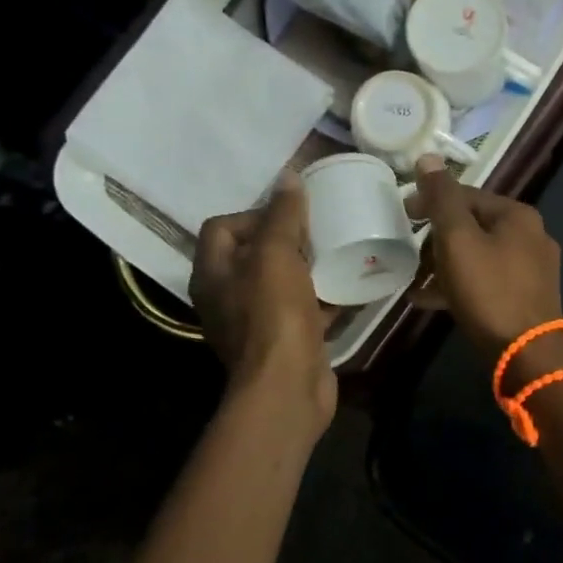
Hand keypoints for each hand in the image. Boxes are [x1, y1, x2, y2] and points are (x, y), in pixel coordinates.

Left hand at [189, 174, 336, 429]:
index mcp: (212, 273)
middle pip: (254, 253)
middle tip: (319, 230)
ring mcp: (255, 321)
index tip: (292, 216)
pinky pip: (303, 308)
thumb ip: (282, 215)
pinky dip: (323, 297)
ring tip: (337, 251)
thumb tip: (288, 176)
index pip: (223, 226)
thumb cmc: (274, 314)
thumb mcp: (276, 255)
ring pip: (281, 281)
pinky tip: (350, 286)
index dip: (255, 213)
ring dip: (307, 267)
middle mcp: (226, 296)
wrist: (288, 386)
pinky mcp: (284, 340)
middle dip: (287, 239)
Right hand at [409, 157, 562, 372]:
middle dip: (436, 239)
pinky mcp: (526, 297)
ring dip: (444, 265)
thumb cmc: (489, 291)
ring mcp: (532, 269)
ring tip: (415, 281)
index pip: (466, 195)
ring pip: (478, 255)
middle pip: (472, 226)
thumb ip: (442, 198)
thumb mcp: (458, 240)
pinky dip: (459, 285)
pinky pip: (486, 281)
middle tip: (408, 254)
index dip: (430, 202)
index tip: (402, 217)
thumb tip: (428, 157)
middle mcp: (531, 235)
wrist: (527, 355)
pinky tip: (429, 301)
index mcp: (518, 215)